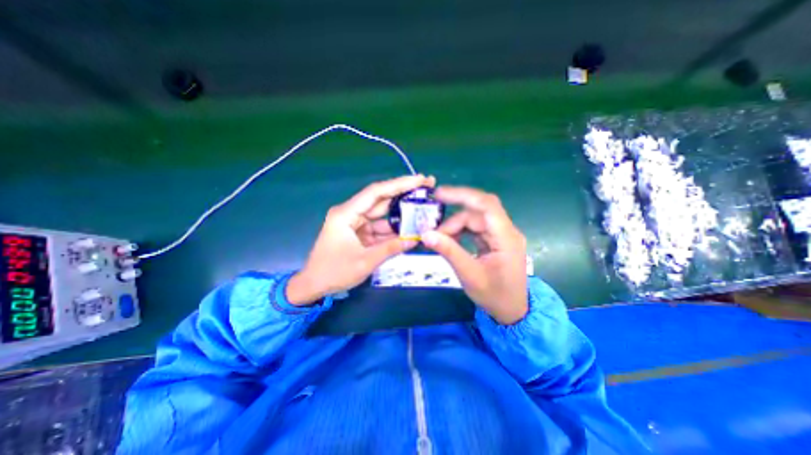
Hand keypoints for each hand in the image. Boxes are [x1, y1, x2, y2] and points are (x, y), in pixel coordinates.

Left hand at [286, 174, 433, 305]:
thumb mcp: (365, 261)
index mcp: (346, 214)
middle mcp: (351, 213)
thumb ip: (391, 248)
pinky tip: (410, 229)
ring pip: (382, 214)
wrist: (314, 286)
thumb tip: (416, 239)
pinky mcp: (359, 232)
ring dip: (401, 214)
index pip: (376, 192)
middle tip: (427, 188)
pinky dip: (393, 230)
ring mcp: (355, 223)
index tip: (420, 179)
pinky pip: (379, 227)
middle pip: (381, 199)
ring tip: (423, 210)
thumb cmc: (334, 273)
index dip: (399, 184)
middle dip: (404, 194)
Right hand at [422, 185, 529, 323]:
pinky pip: (475, 229)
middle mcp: (506, 231)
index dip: (463, 195)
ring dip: (455, 226)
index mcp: (506, 238)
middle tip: (433, 231)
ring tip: (439, 239)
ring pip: (474, 220)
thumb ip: (449, 251)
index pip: (487, 205)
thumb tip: (426, 234)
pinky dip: (460, 232)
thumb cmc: (494, 296)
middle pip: (477, 213)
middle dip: (453, 220)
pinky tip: (449, 240)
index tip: (439, 194)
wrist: (512, 311)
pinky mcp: (495, 240)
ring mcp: (501, 235)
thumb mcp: (469, 275)